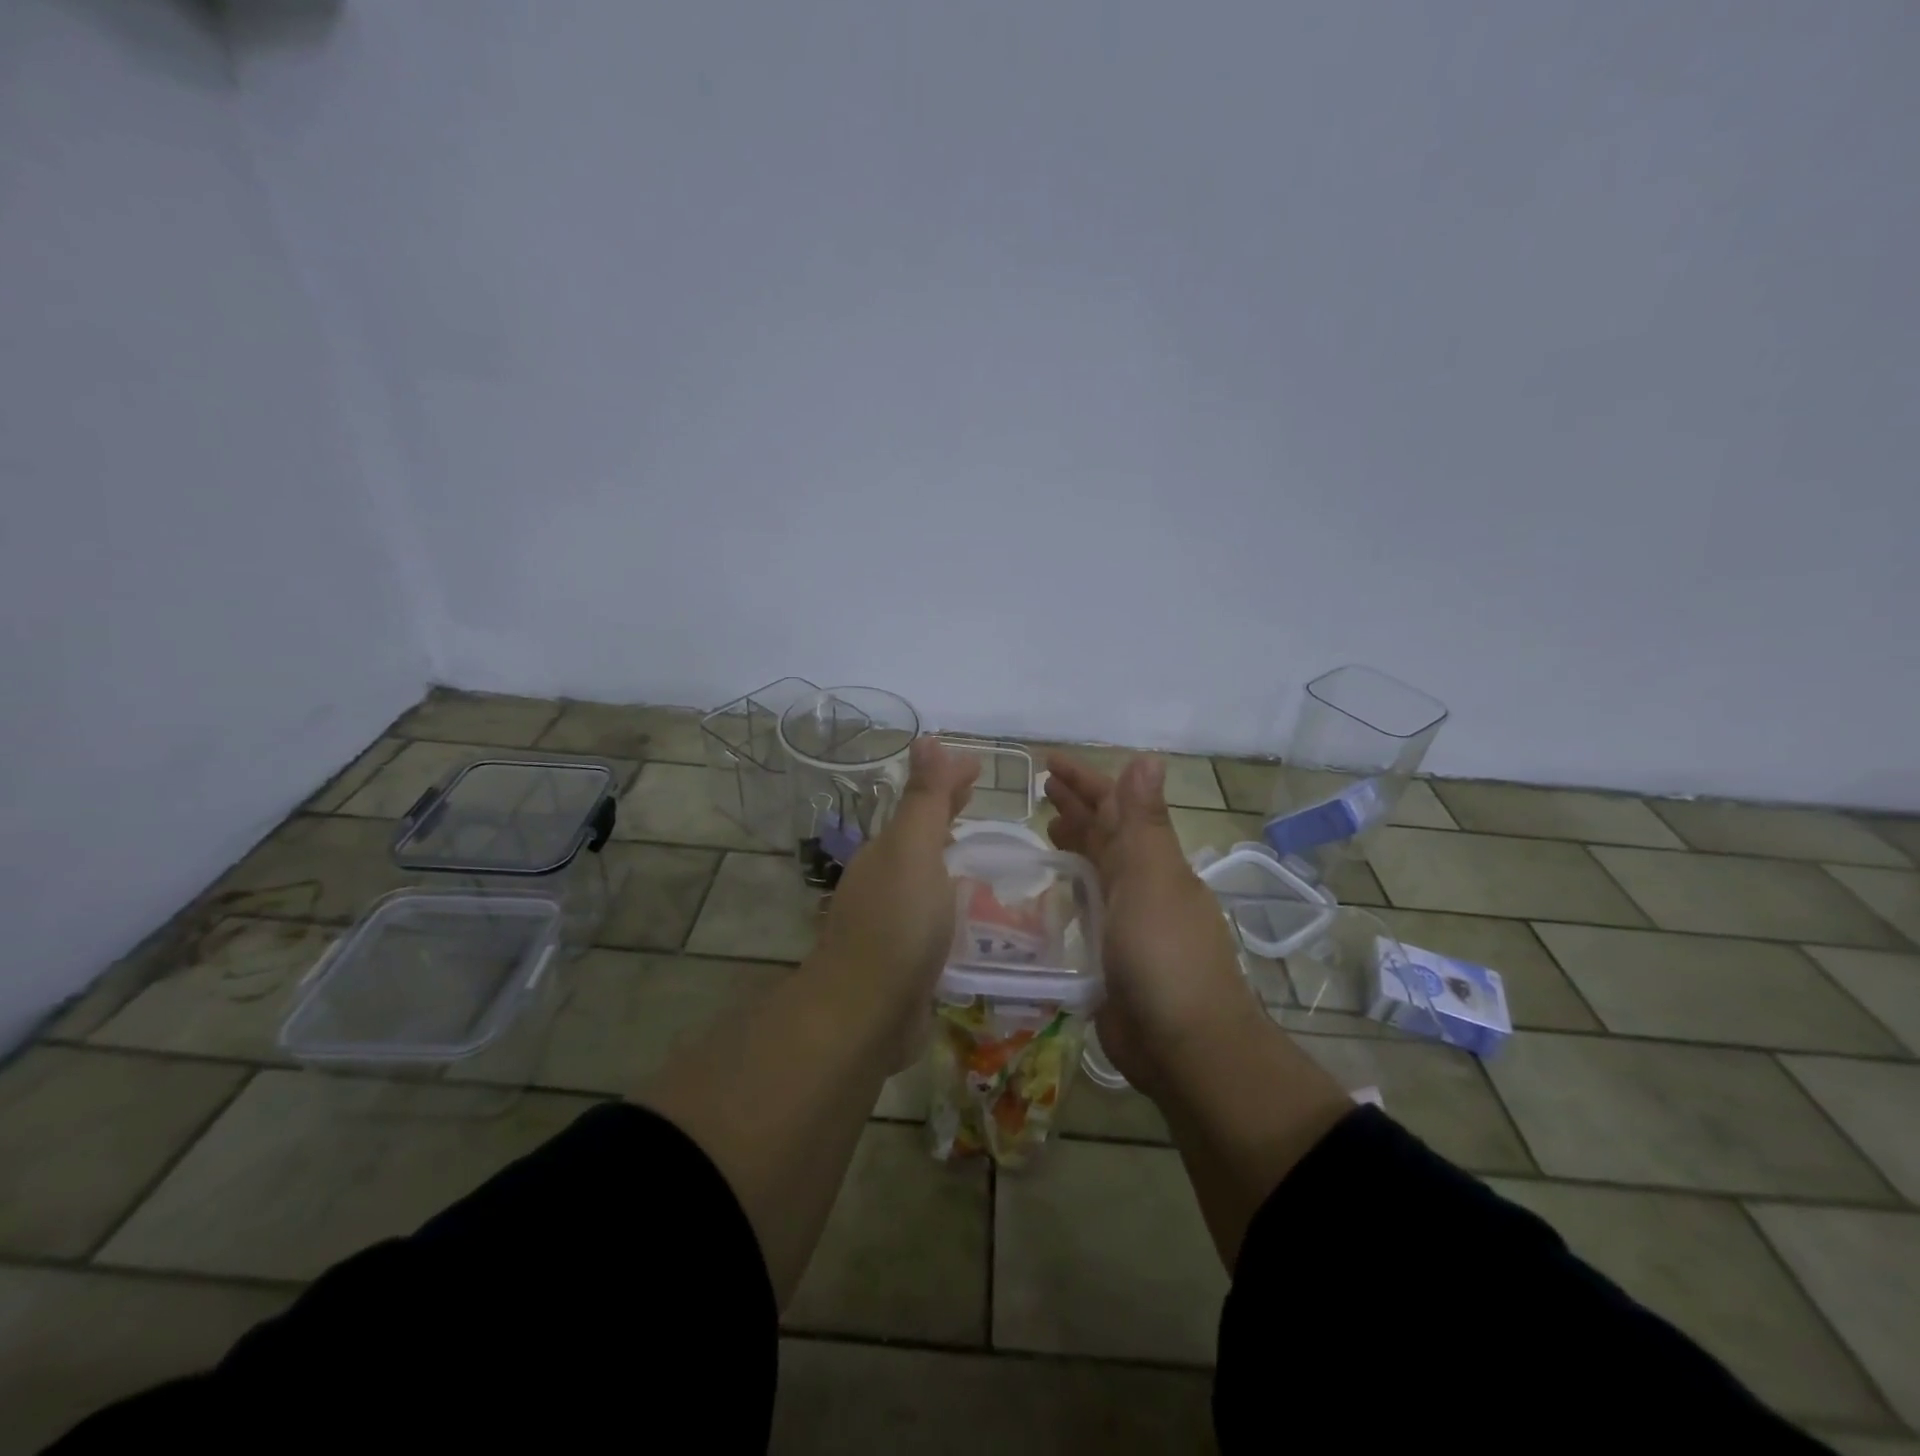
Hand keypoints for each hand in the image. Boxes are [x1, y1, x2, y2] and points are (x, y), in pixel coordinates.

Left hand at [812, 738, 978, 1060]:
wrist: (866, 1014)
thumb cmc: (896, 924)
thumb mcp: (913, 850)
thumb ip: (923, 800)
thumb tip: (925, 739)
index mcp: (888, 852)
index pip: (922, 804)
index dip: (949, 782)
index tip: (979, 768)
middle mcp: (886, 882)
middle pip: (923, 838)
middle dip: (949, 816)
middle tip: (982, 802)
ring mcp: (894, 923)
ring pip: (930, 879)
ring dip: (954, 861)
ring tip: (989, 856)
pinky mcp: (909, 961)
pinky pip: (938, 919)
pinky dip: (957, 905)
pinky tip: (980, 916)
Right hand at [1045, 753, 1267, 1095]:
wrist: (1184, 1047)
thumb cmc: (1164, 956)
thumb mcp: (1151, 880)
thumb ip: (1142, 822)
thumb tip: (1147, 759)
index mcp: (1154, 861)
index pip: (1116, 806)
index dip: (1085, 781)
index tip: (1049, 762)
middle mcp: (1143, 884)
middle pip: (1106, 833)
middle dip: (1078, 806)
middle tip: (1041, 788)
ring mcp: (1128, 921)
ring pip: (1097, 868)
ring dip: (1075, 843)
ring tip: (1045, 825)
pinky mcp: (1111, 955)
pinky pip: (1088, 908)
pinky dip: (1071, 889)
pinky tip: (1052, 887)